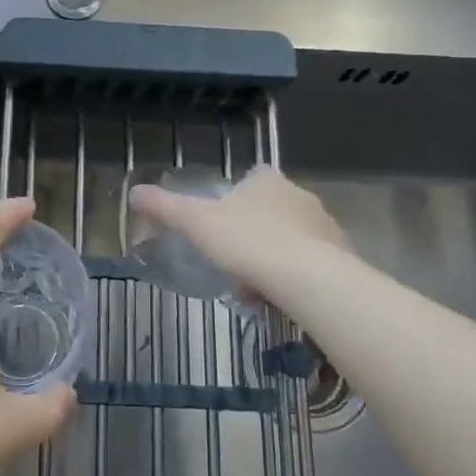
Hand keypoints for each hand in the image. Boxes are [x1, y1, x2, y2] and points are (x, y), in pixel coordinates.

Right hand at [127, 166, 349, 305]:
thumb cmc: (249, 242)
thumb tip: (134, 192)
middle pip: (271, 210)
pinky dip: (294, 277)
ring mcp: (324, 225)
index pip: (253, 177)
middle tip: (233, 262)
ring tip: (254, 287)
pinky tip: (279, 298)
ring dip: (273, 257)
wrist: (310, 279)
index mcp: (267, 181)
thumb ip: (166, 208)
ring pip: (291, 238)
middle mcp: (300, 195)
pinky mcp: (341, 256)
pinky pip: (310, 263)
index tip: (223, 222)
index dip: (236, 197)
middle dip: (252, 234)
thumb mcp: (197, 224)